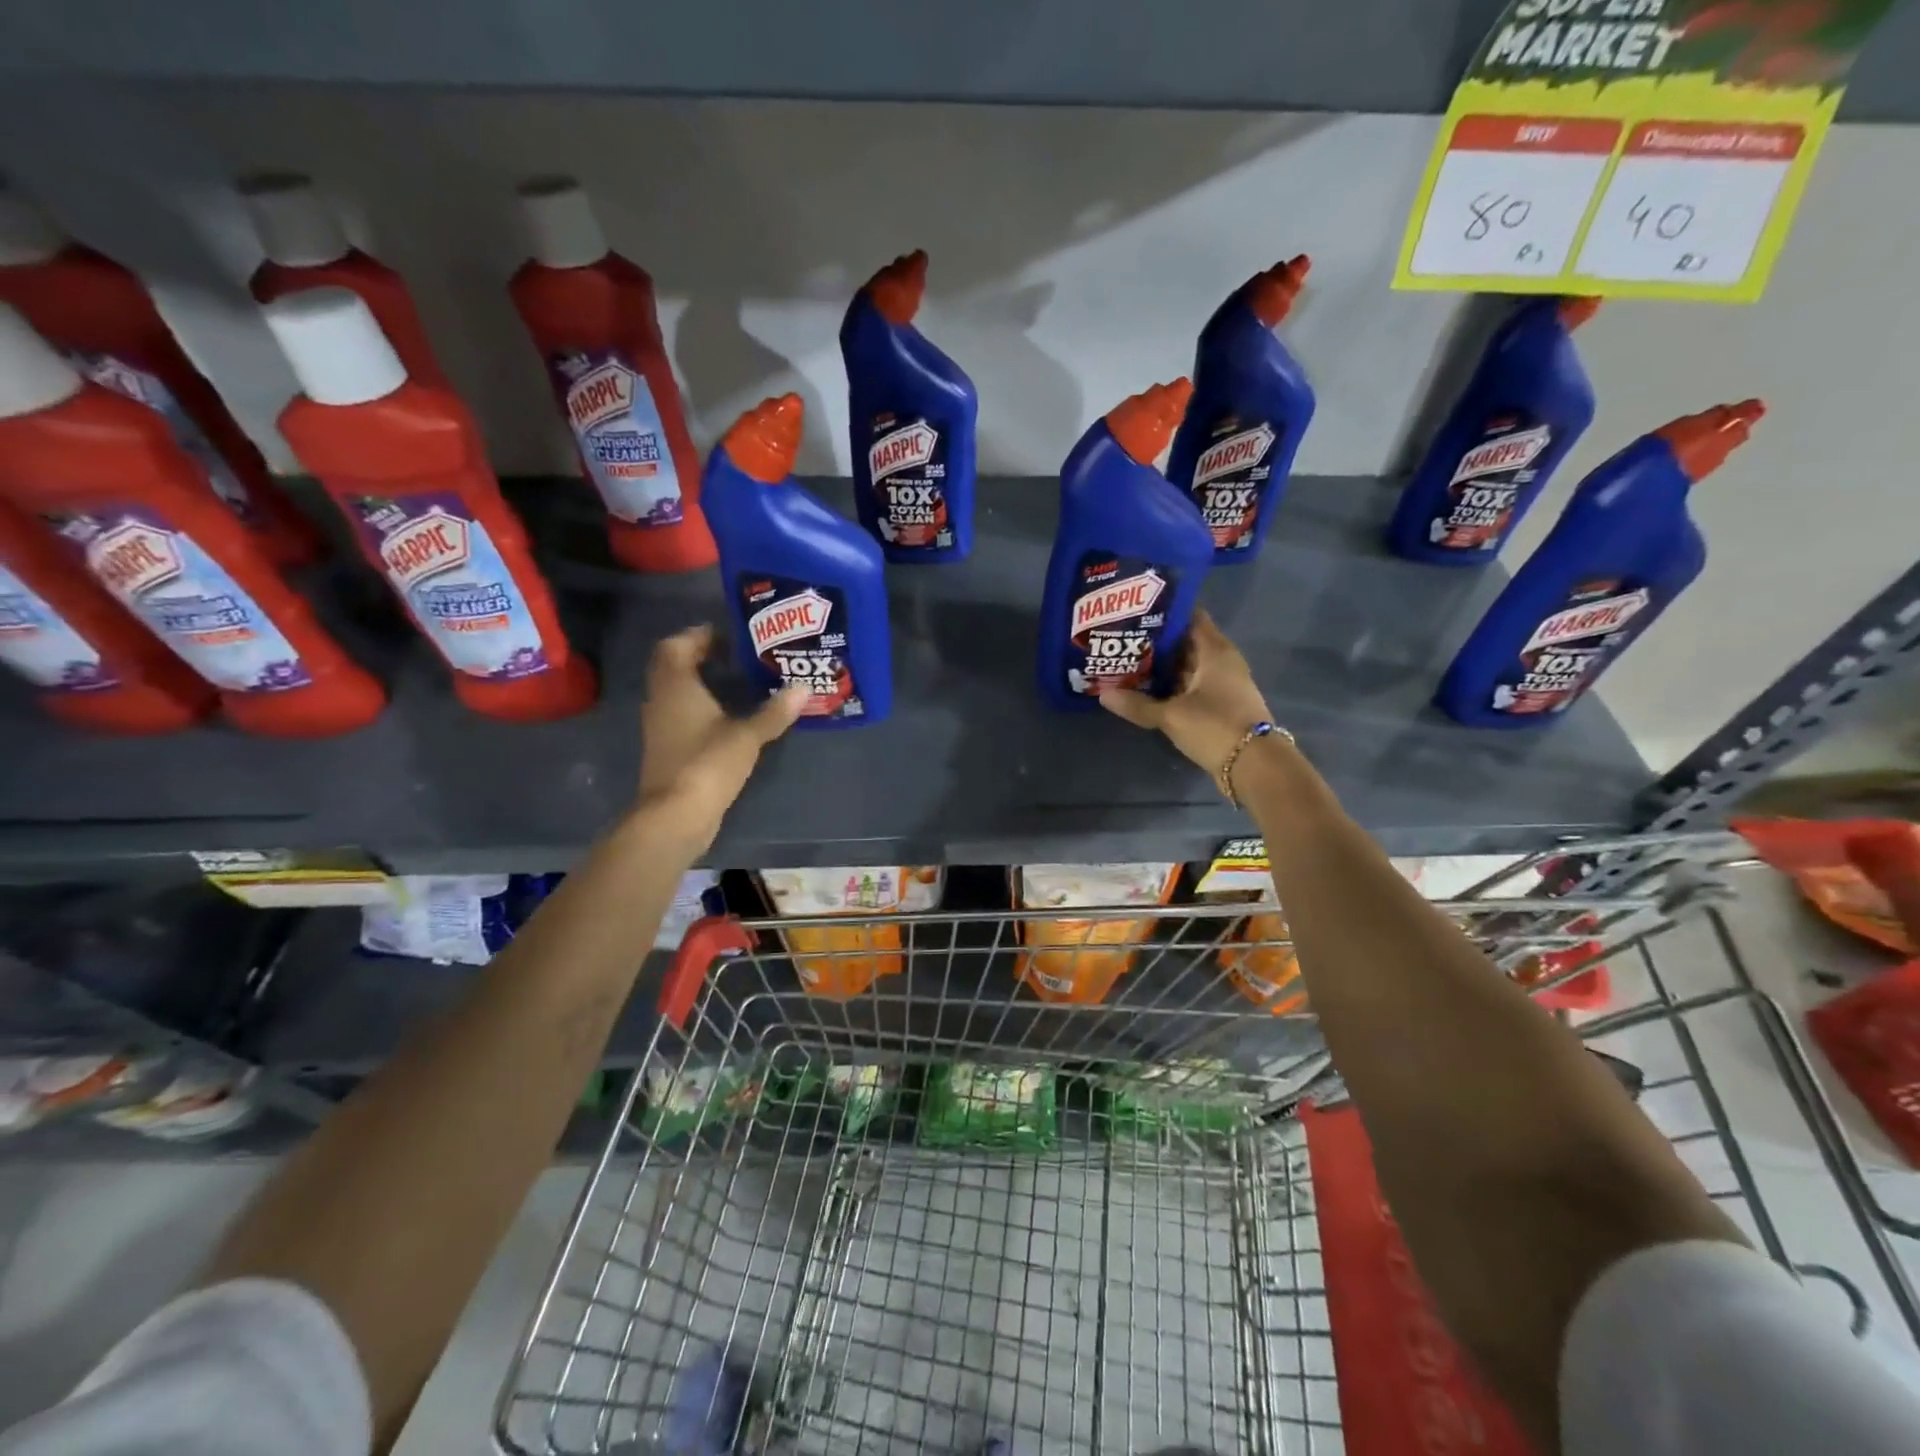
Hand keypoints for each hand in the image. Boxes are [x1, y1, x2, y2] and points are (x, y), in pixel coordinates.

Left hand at [634, 625, 806, 845]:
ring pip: (675, 692)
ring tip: (734, 681)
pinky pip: (680, 715)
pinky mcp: (667, 749)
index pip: (676, 646)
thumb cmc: (707, 763)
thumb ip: (774, 712)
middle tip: (733, 654)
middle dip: (698, 656)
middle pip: (672, 667)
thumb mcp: (747, 736)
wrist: (676, 815)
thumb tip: (803, 689)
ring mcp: (661, 727)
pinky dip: (698, 707)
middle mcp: (662, 701)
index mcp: (676, 687)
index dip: (697, 635)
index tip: (726, 633)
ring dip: (698, 682)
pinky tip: (725, 715)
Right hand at [1099, 609, 1273, 785]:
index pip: (1190, 617)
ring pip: (1187, 667)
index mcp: (1215, 651)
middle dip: (1156, 642)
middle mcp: (1221, 661)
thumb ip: (1137, 705)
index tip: (1136, 611)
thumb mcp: (1171, 715)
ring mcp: (1223, 684)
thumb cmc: (1215, 726)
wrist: (1254, 765)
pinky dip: (1172, 687)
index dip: (1164, 613)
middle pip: (1186, 642)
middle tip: (1123, 639)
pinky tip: (1146, 691)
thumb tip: (1103, 694)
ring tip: (1127, 663)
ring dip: (1162, 667)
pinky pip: (1191, 687)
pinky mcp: (1220, 705)